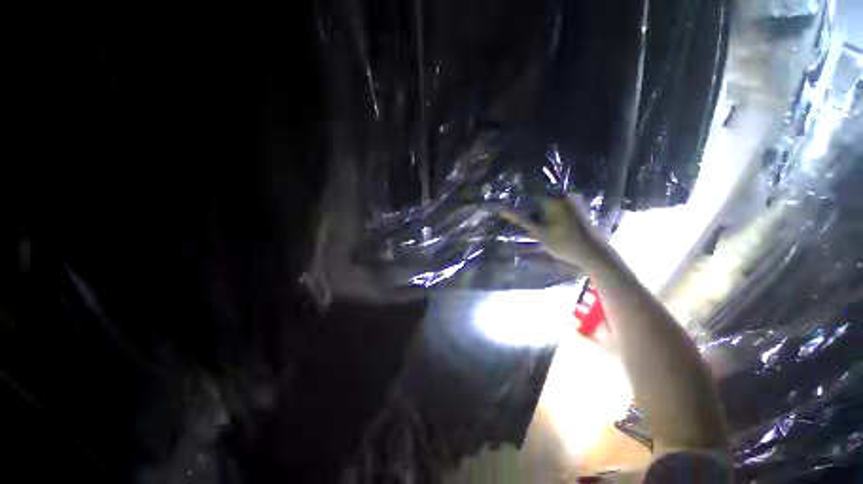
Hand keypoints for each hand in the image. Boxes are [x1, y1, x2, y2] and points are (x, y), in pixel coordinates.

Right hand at [502, 195, 609, 269]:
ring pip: (547, 203)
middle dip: (528, 209)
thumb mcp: (539, 232)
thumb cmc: (564, 243)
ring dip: (537, 213)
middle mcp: (564, 194)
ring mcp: (572, 200)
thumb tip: (503, 210)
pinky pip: (556, 207)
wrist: (594, 254)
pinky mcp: (577, 208)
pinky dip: (548, 214)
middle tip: (520, 221)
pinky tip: (546, 226)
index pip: (529, 194)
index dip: (518, 202)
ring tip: (533, 227)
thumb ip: (520, 219)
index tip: (508, 209)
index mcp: (555, 198)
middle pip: (538, 198)